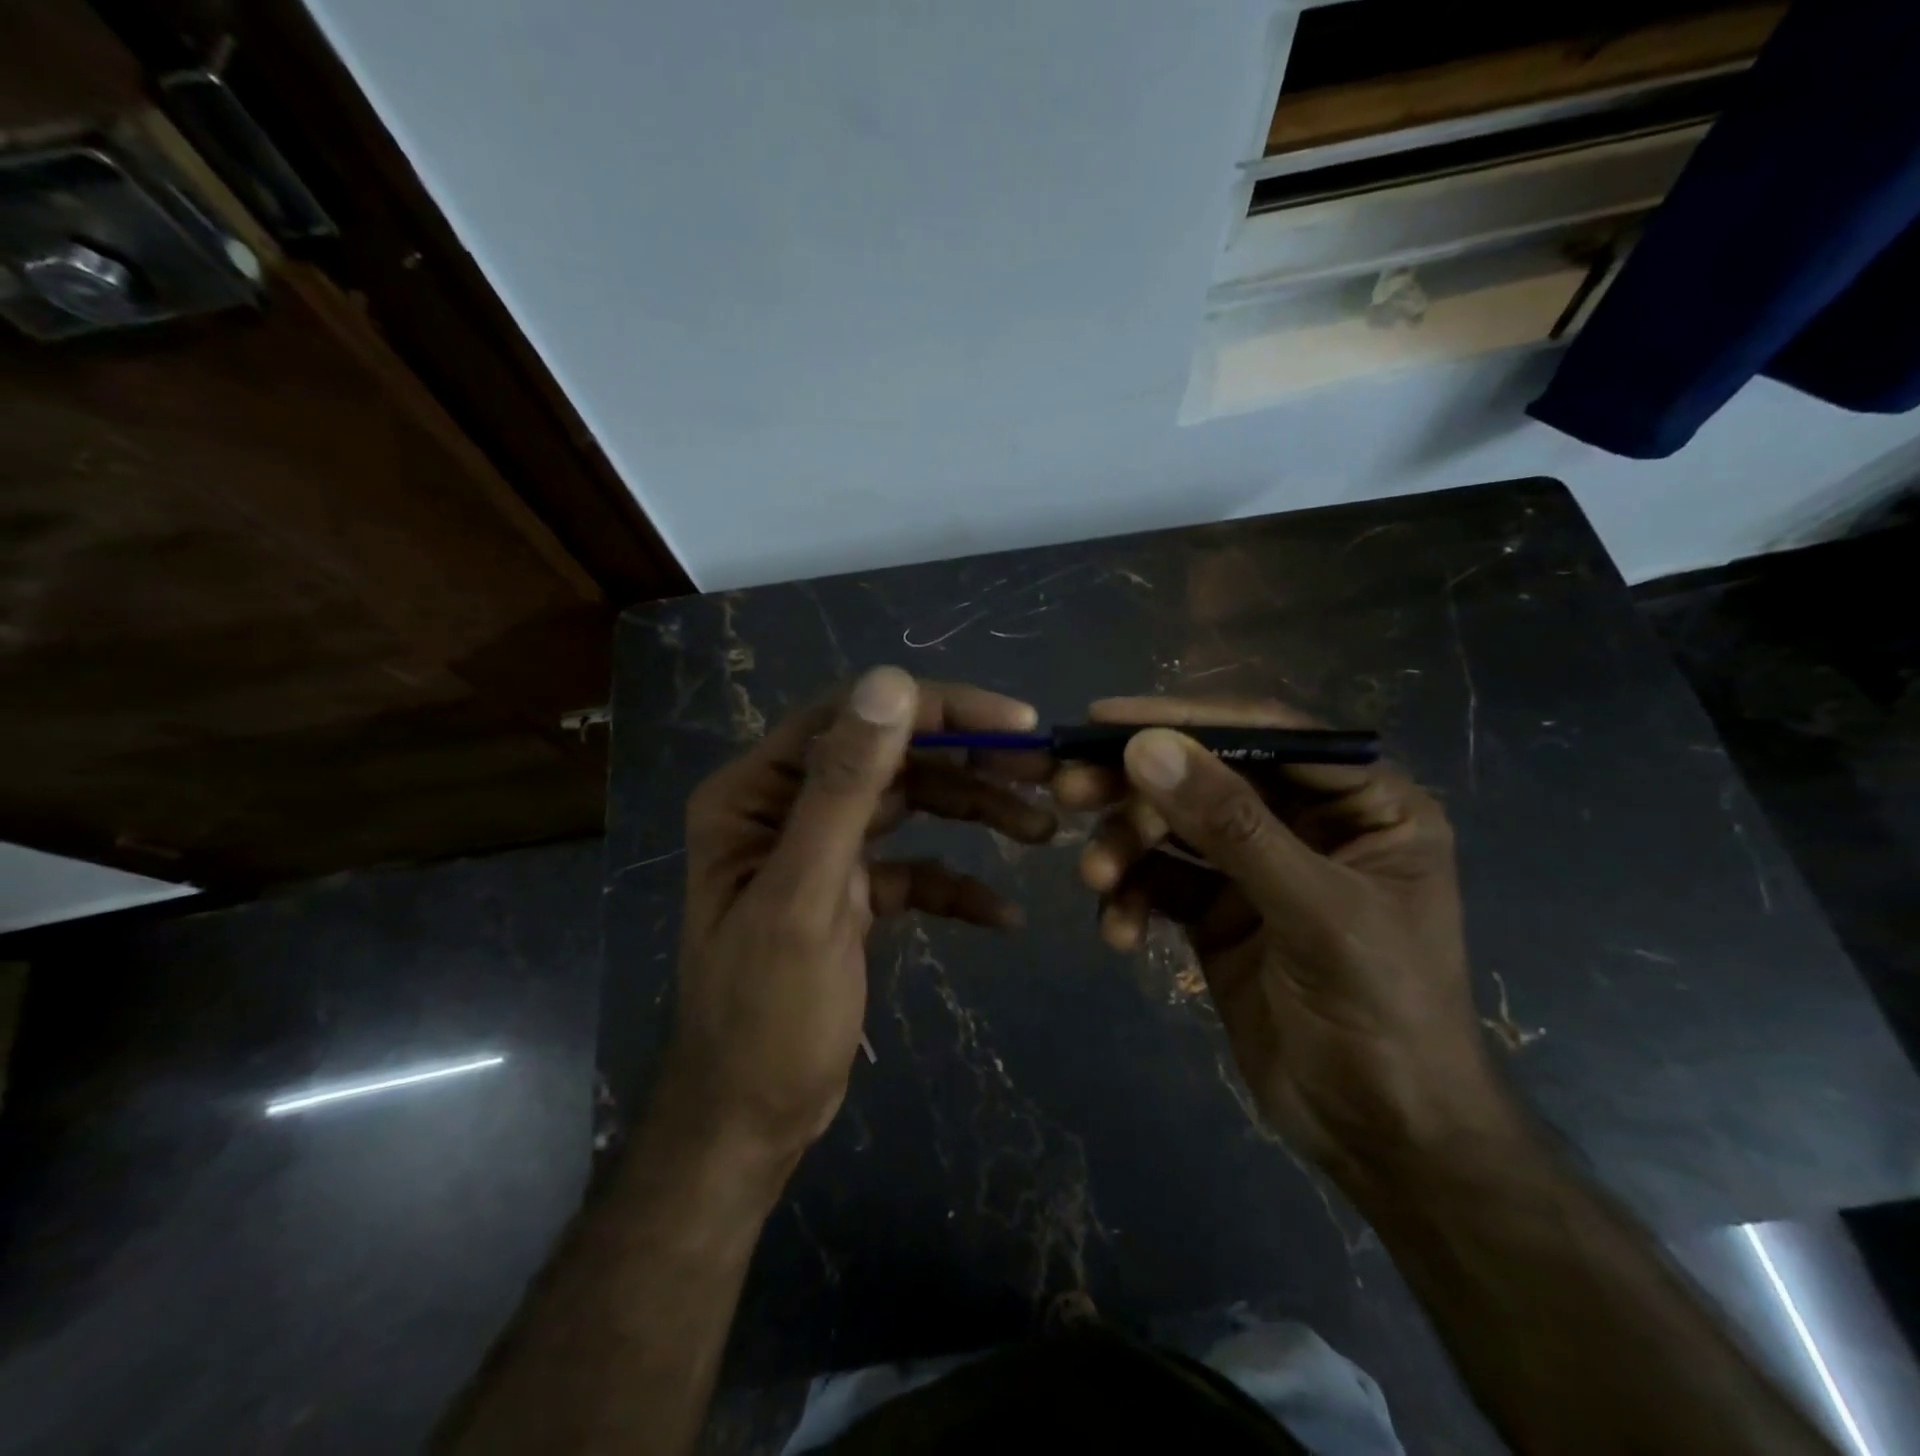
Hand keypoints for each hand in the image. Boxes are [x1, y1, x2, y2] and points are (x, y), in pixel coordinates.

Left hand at [669, 667, 1053, 1164]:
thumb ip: (844, 787)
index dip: (936, 710)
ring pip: (909, 806)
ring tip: (1042, 830)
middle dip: (969, 761)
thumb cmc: (766, 1016)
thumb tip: (891, 680)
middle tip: (1044, 771)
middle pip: (890, 757)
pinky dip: (955, 885)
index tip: (1015, 723)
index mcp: (756, 793)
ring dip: (975, 812)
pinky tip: (1002, 914)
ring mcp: (821, 850)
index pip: (854, 717)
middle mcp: (786, 807)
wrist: (750, 1123)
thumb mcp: (805, 897)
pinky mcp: (851, 893)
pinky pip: (913, 869)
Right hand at [1057, 697, 1513, 1176]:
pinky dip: (1133, 899)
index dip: (1186, 720)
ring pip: (1173, 829)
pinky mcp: (1219, 911)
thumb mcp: (1315, 913)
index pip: (1268, 736)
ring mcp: (1257, 868)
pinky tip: (1121, 934)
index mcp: (1363, 804)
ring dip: (1126, 848)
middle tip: (1070, 790)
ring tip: (1096, 879)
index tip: (1105, 720)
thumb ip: (1231, 827)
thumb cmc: (1384, 1018)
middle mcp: (1307, 823)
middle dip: (1139, 789)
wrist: (1384, 1142)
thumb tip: (1147, 748)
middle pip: (1207, 778)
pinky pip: (1161, 883)